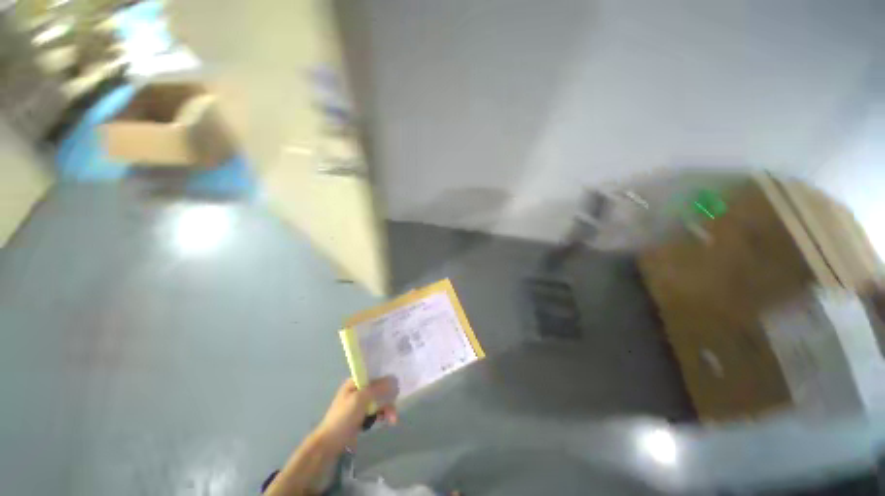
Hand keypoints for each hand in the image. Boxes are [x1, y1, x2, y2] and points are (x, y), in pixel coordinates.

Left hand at [314, 377, 398, 451]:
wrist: (329, 445)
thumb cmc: (343, 418)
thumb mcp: (360, 399)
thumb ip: (377, 388)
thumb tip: (395, 379)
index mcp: (355, 382)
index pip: (374, 375)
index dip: (386, 379)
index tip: (396, 387)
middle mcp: (359, 390)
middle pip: (379, 389)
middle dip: (388, 398)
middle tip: (394, 409)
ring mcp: (360, 404)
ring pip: (380, 401)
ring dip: (388, 408)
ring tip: (393, 419)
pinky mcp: (362, 416)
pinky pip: (377, 411)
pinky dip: (383, 415)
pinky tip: (387, 421)